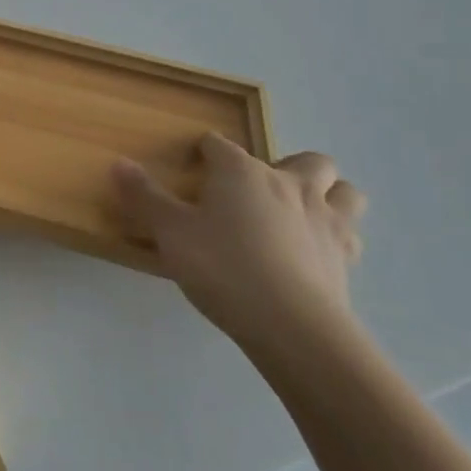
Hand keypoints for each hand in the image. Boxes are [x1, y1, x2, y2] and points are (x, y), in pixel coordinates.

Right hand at [113, 134, 366, 354]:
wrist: (291, 324)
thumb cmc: (222, 267)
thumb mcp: (170, 232)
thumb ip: (145, 196)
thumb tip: (119, 163)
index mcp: (242, 172)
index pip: (219, 145)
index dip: (205, 151)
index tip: (195, 164)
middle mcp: (289, 184)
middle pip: (307, 159)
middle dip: (290, 166)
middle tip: (263, 189)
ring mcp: (325, 220)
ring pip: (345, 190)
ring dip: (328, 194)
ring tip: (302, 212)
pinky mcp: (346, 257)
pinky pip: (351, 234)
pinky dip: (337, 235)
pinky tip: (318, 251)